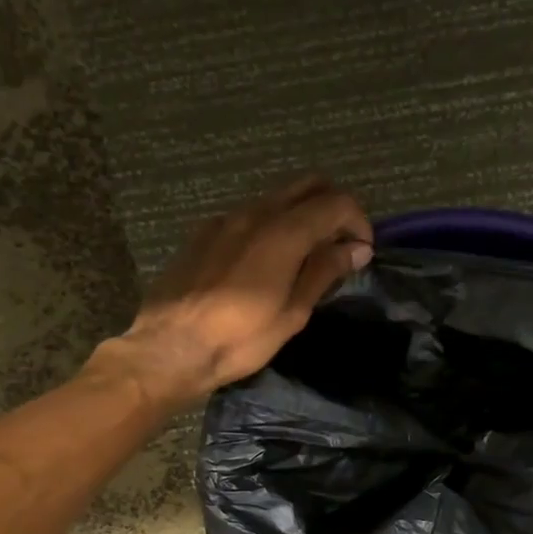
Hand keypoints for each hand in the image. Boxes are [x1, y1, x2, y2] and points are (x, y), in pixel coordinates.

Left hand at [111, 178, 372, 408]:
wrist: (170, 348)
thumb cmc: (239, 340)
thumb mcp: (292, 313)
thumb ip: (324, 271)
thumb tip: (356, 248)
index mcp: (283, 232)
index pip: (336, 202)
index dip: (359, 222)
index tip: (362, 252)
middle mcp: (255, 213)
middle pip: (308, 185)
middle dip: (333, 206)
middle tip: (340, 243)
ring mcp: (226, 219)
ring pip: (277, 197)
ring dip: (301, 215)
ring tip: (306, 255)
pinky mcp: (204, 232)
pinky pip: (249, 214)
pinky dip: (271, 225)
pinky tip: (266, 261)